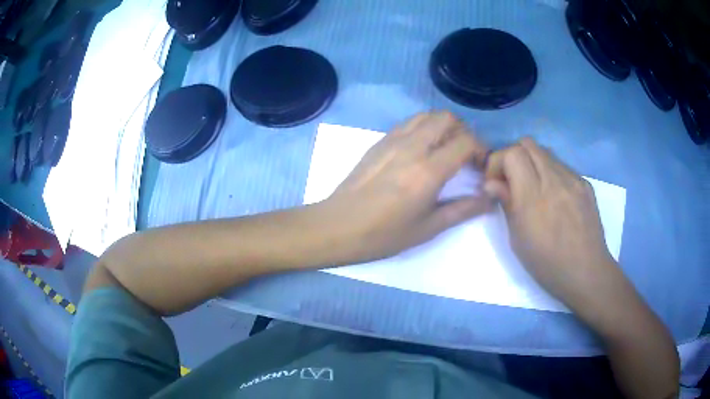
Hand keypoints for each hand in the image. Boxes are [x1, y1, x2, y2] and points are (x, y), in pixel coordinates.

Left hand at [320, 111, 492, 263]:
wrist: (338, 227)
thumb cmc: (384, 234)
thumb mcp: (428, 228)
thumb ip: (463, 210)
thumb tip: (489, 199)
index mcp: (428, 170)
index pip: (465, 141)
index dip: (481, 149)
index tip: (481, 167)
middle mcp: (412, 146)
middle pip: (446, 118)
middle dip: (463, 132)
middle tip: (465, 155)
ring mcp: (392, 140)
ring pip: (426, 116)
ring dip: (442, 127)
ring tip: (445, 151)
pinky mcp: (379, 141)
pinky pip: (408, 123)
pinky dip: (423, 129)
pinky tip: (421, 151)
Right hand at [484, 138, 618, 309]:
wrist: (587, 273)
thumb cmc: (547, 264)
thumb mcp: (518, 240)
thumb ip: (507, 204)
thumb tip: (491, 183)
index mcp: (534, 197)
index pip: (512, 153)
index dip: (498, 161)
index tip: (495, 182)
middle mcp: (555, 180)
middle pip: (528, 144)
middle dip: (513, 156)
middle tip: (512, 180)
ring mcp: (573, 179)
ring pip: (546, 152)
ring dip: (533, 163)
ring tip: (533, 188)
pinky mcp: (585, 184)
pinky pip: (562, 166)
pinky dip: (551, 173)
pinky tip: (554, 197)